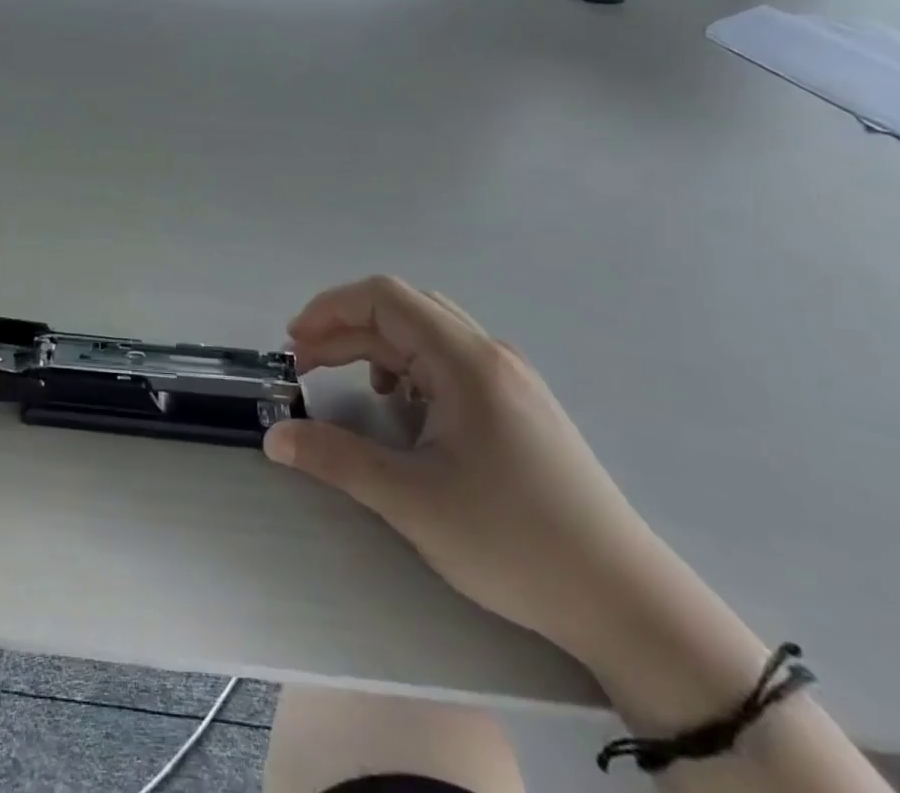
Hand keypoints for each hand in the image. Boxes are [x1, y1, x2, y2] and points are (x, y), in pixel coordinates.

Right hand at [264, 276, 670, 665]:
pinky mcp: (519, 407)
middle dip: (346, 329)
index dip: (330, 309)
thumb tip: (274, 437)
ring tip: (348, 384)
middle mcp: (489, 355)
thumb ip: (336, 458)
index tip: (294, 342)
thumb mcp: (412, 501)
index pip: (384, 297)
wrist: (626, 602)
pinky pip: (449, 363)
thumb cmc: (513, 541)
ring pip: (426, 336)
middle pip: (403, 311)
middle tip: (305, 364)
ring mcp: (509, 379)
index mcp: (465, 360)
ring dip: (376, 348)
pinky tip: (403, 411)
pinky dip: (409, 371)